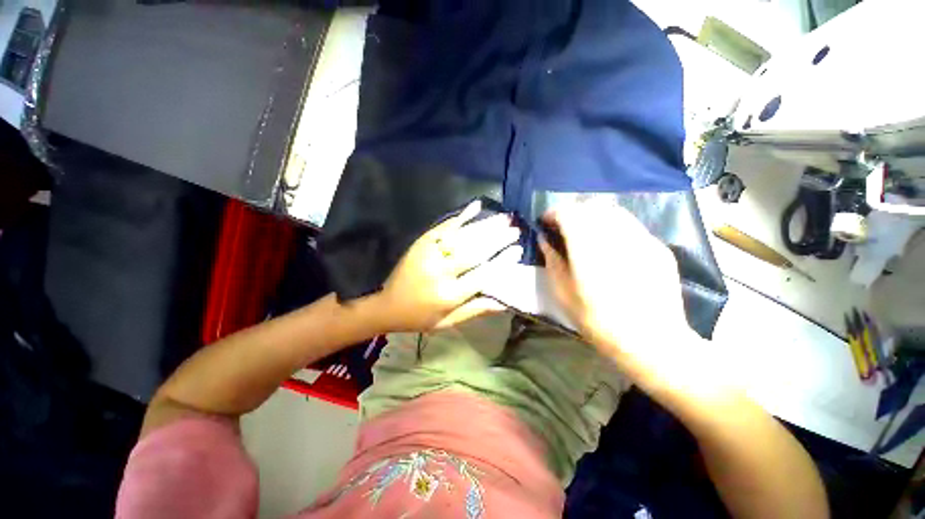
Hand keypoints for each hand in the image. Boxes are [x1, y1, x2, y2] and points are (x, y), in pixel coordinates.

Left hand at [376, 200, 522, 331]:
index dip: (502, 262)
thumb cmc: (419, 317)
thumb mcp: (447, 322)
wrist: (386, 305)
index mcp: (448, 295)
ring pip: (463, 236)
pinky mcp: (422, 242)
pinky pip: (445, 227)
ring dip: (485, 225)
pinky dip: (462, 216)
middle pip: (474, 251)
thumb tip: (503, 301)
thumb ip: (475, 310)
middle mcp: (440, 271)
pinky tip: (476, 206)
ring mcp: (429, 253)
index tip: (518, 250)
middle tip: (515, 229)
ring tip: (503, 217)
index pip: (482, 275)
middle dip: (497, 239)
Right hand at [540, 202, 707, 394]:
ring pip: (612, 211)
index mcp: (588, 247)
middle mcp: (615, 235)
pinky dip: (613, 226)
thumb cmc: (598, 320)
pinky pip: (630, 225)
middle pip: (590, 206)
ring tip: (586, 233)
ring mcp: (641, 238)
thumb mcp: (563, 293)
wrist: (651, 342)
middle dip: (572, 213)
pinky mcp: (658, 246)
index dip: (553, 213)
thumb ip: (552, 260)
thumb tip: (544, 239)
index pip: (568, 212)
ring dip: (593, 216)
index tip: (545, 223)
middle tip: (563, 229)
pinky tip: (611, 246)